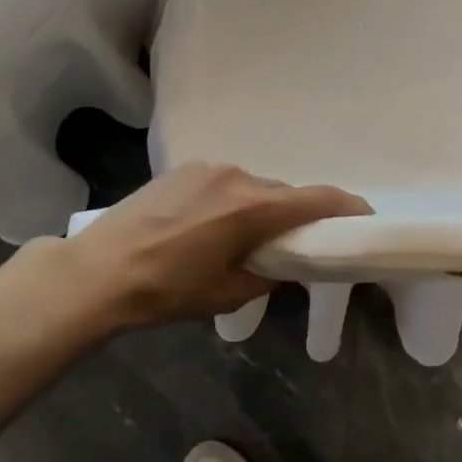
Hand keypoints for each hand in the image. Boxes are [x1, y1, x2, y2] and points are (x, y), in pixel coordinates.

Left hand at [52, 163, 371, 331]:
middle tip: (291, 245)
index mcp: (253, 209)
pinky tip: (209, 225)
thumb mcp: (227, 293)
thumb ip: (268, 274)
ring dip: (260, 208)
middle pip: (284, 194)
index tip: (363, 217)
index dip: (347, 207)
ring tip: (240, 239)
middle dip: (295, 216)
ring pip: (254, 187)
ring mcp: (208, 168)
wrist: (98, 271)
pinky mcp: (184, 168)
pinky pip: (226, 182)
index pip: (317, 199)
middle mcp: (237, 177)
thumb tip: (282, 265)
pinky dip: (233, 200)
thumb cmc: (166, 290)